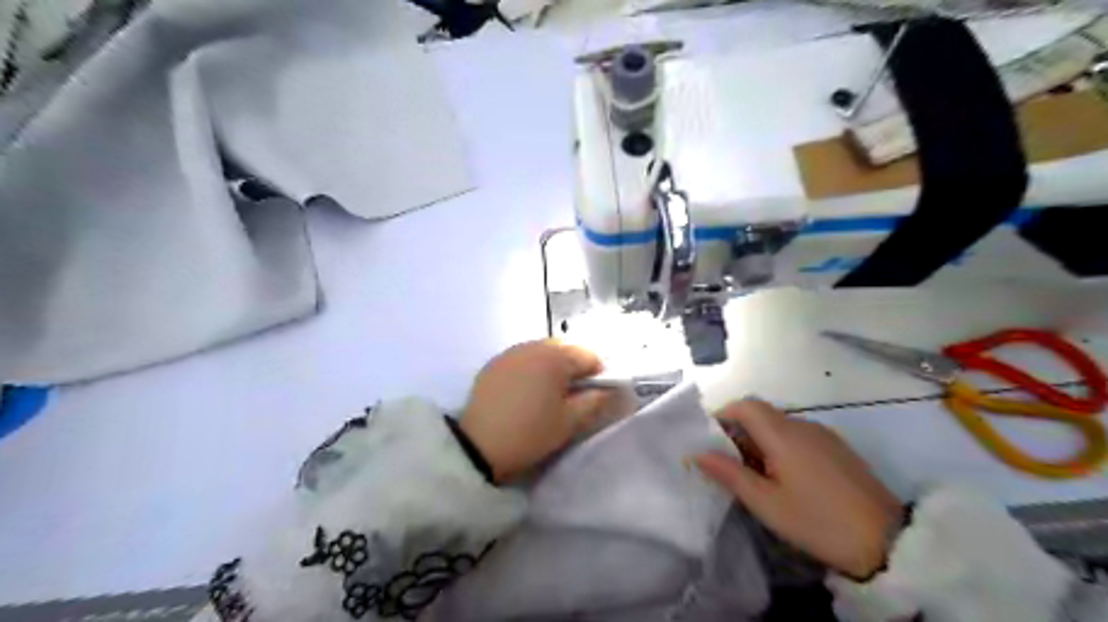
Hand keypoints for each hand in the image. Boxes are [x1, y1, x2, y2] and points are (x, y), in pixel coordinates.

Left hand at [462, 343, 608, 484]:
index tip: (592, 398)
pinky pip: (522, 359)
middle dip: (573, 370)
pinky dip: (530, 370)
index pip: (589, 356)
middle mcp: (533, 345)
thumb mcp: (569, 422)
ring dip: (551, 368)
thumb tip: (612, 391)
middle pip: (565, 350)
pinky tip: (524, 394)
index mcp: (555, 356)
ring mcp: (510, 353)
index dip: (598, 376)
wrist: (476, 446)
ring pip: (542, 353)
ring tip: (546, 396)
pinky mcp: (493, 364)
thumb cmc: (530, 433)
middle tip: (570, 399)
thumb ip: (595, 402)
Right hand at [694, 398, 902, 576]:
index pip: (744, 405)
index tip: (708, 440)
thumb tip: (697, 453)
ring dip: (759, 440)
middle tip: (726, 462)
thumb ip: (729, 473)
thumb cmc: (818, 521)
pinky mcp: (838, 449)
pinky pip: (798, 436)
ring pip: (779, 425)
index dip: (722, 415)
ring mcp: (824, 435)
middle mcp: (803, 425)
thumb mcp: (766, 503)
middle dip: (738, 431)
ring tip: (753, 474)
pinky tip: (784, 477)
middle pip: (761, 413)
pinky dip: (780, 447)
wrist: (889, 542)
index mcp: (783, 433)